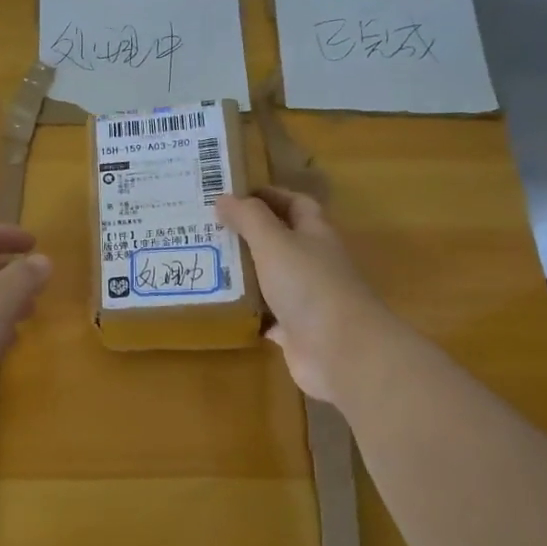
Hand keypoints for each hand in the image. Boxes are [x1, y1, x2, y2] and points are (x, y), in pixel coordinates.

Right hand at [217, 188, 389, 403]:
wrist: (342, 351)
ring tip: (204, 263)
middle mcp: (313, 263)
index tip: (233, 193)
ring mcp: (305, 299)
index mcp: (315, 234)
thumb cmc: (309, 285)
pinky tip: (219, 305)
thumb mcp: (274, 242)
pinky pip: (265, 316)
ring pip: (270, 278)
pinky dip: (246, 311)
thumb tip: (224, 197)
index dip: (269, 195)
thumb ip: (249, 218)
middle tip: (207, 228)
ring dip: (243, 273)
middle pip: (280, 241)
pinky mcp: (295, 331)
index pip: (295, 204)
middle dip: (247, 234)